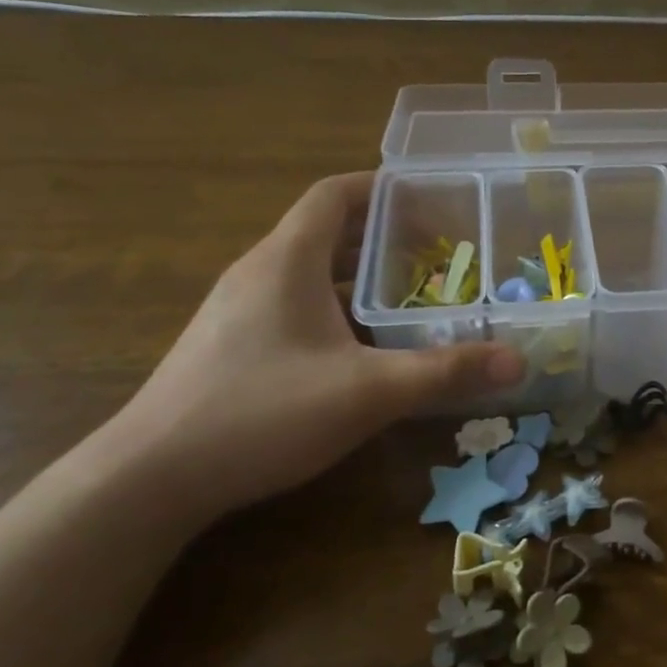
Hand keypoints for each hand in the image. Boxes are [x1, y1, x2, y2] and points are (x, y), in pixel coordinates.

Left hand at [90, 173, 523, 524]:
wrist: (148, 479)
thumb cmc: (262, 412)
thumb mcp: (367, 391)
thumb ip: (445, 371)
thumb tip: (518, 360)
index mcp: (287, 260)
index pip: (335, 195)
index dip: (382, 187)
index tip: (430, 198)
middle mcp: (259, 272)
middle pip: (326, 232)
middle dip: (384, 237)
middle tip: (440, 253)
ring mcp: (237, 311)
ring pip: (310, 274)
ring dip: (360, 277)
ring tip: (412, 296)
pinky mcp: (230, 346)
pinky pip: (293, 306)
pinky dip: (335, 310)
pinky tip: (362, 349)